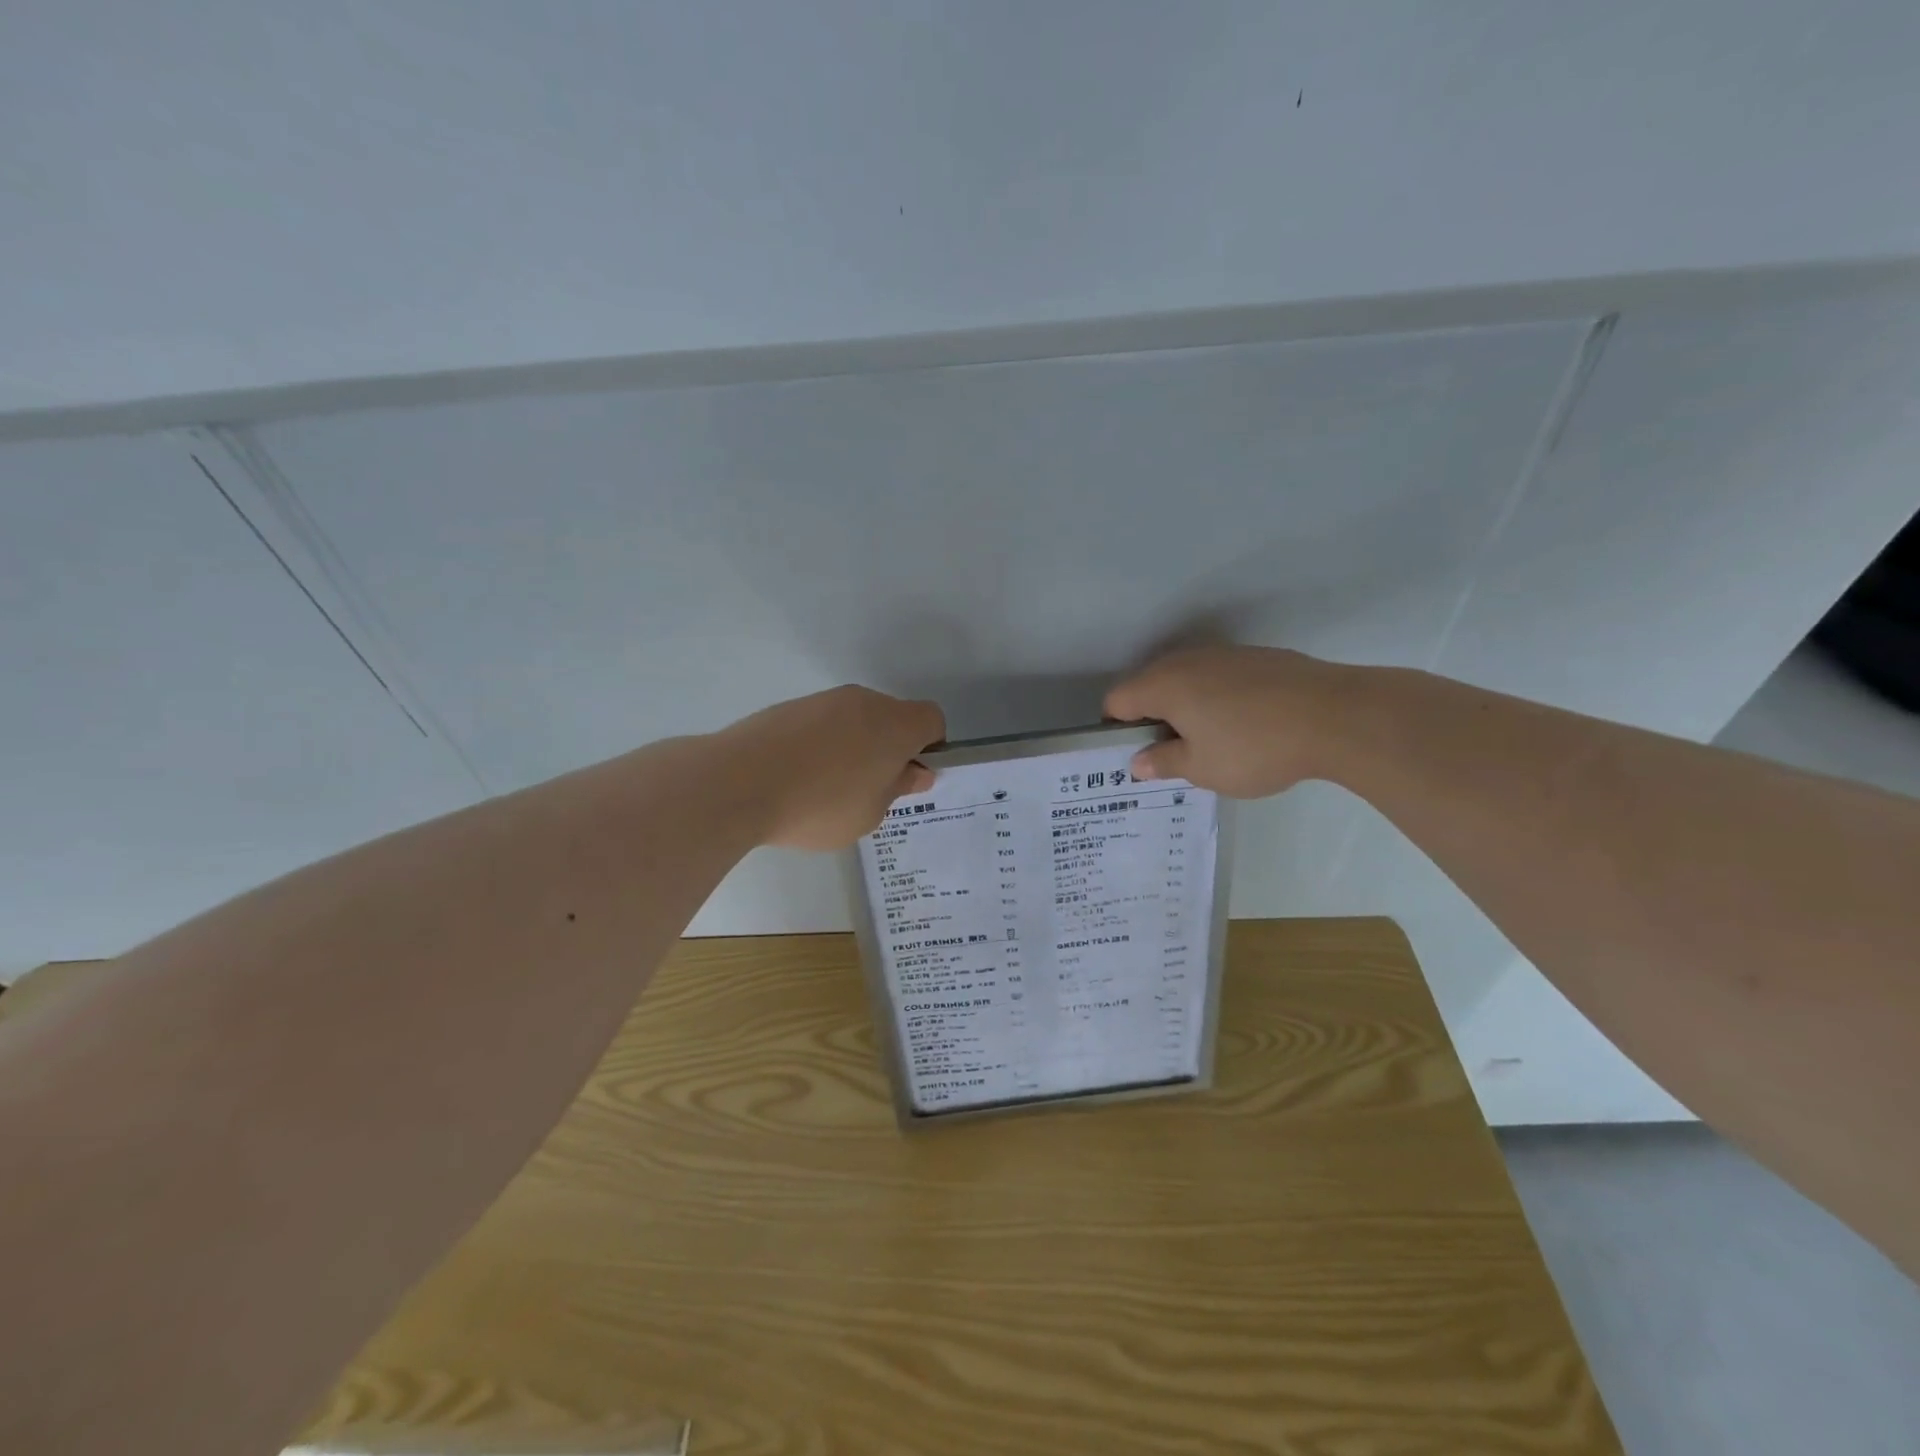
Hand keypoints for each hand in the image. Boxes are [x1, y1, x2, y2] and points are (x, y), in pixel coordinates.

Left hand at [719, 685, 945, 850]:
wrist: (739, 782)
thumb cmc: (821, 804)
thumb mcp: (871, 813)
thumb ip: (898, 788)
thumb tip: (915, 771)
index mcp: (896, 724)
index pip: (932, 720)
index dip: (930, 747)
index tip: (910, 777)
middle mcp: (864, 701)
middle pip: (892, 718)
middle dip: (889, 748)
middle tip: (869, 790)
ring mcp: (823, 700)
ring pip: (854, 720)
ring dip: (853, 747)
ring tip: (825, 789)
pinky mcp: (789, 707)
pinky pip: (821, 724)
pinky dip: (820, 745)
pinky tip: (796, 778)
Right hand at [1103, 645, 1342, 798]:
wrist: (1337, 716)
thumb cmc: (1255, 748)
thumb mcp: (1203, 768)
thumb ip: (1164, 762)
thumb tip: (1138, 762)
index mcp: (1164, 685)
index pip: (1117, 700)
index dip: (1117, 729)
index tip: (1138, 754)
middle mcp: (1187, 661)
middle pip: (1149, 685)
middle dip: (1151, 717)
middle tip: (1173, 754)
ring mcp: (1225, 654)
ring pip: (1187, 679)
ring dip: (1186, 707)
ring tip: (1211, 741)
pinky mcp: (1257, 657)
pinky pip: (1219, 677)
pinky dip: (1217, 698)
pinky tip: (1245, 725)